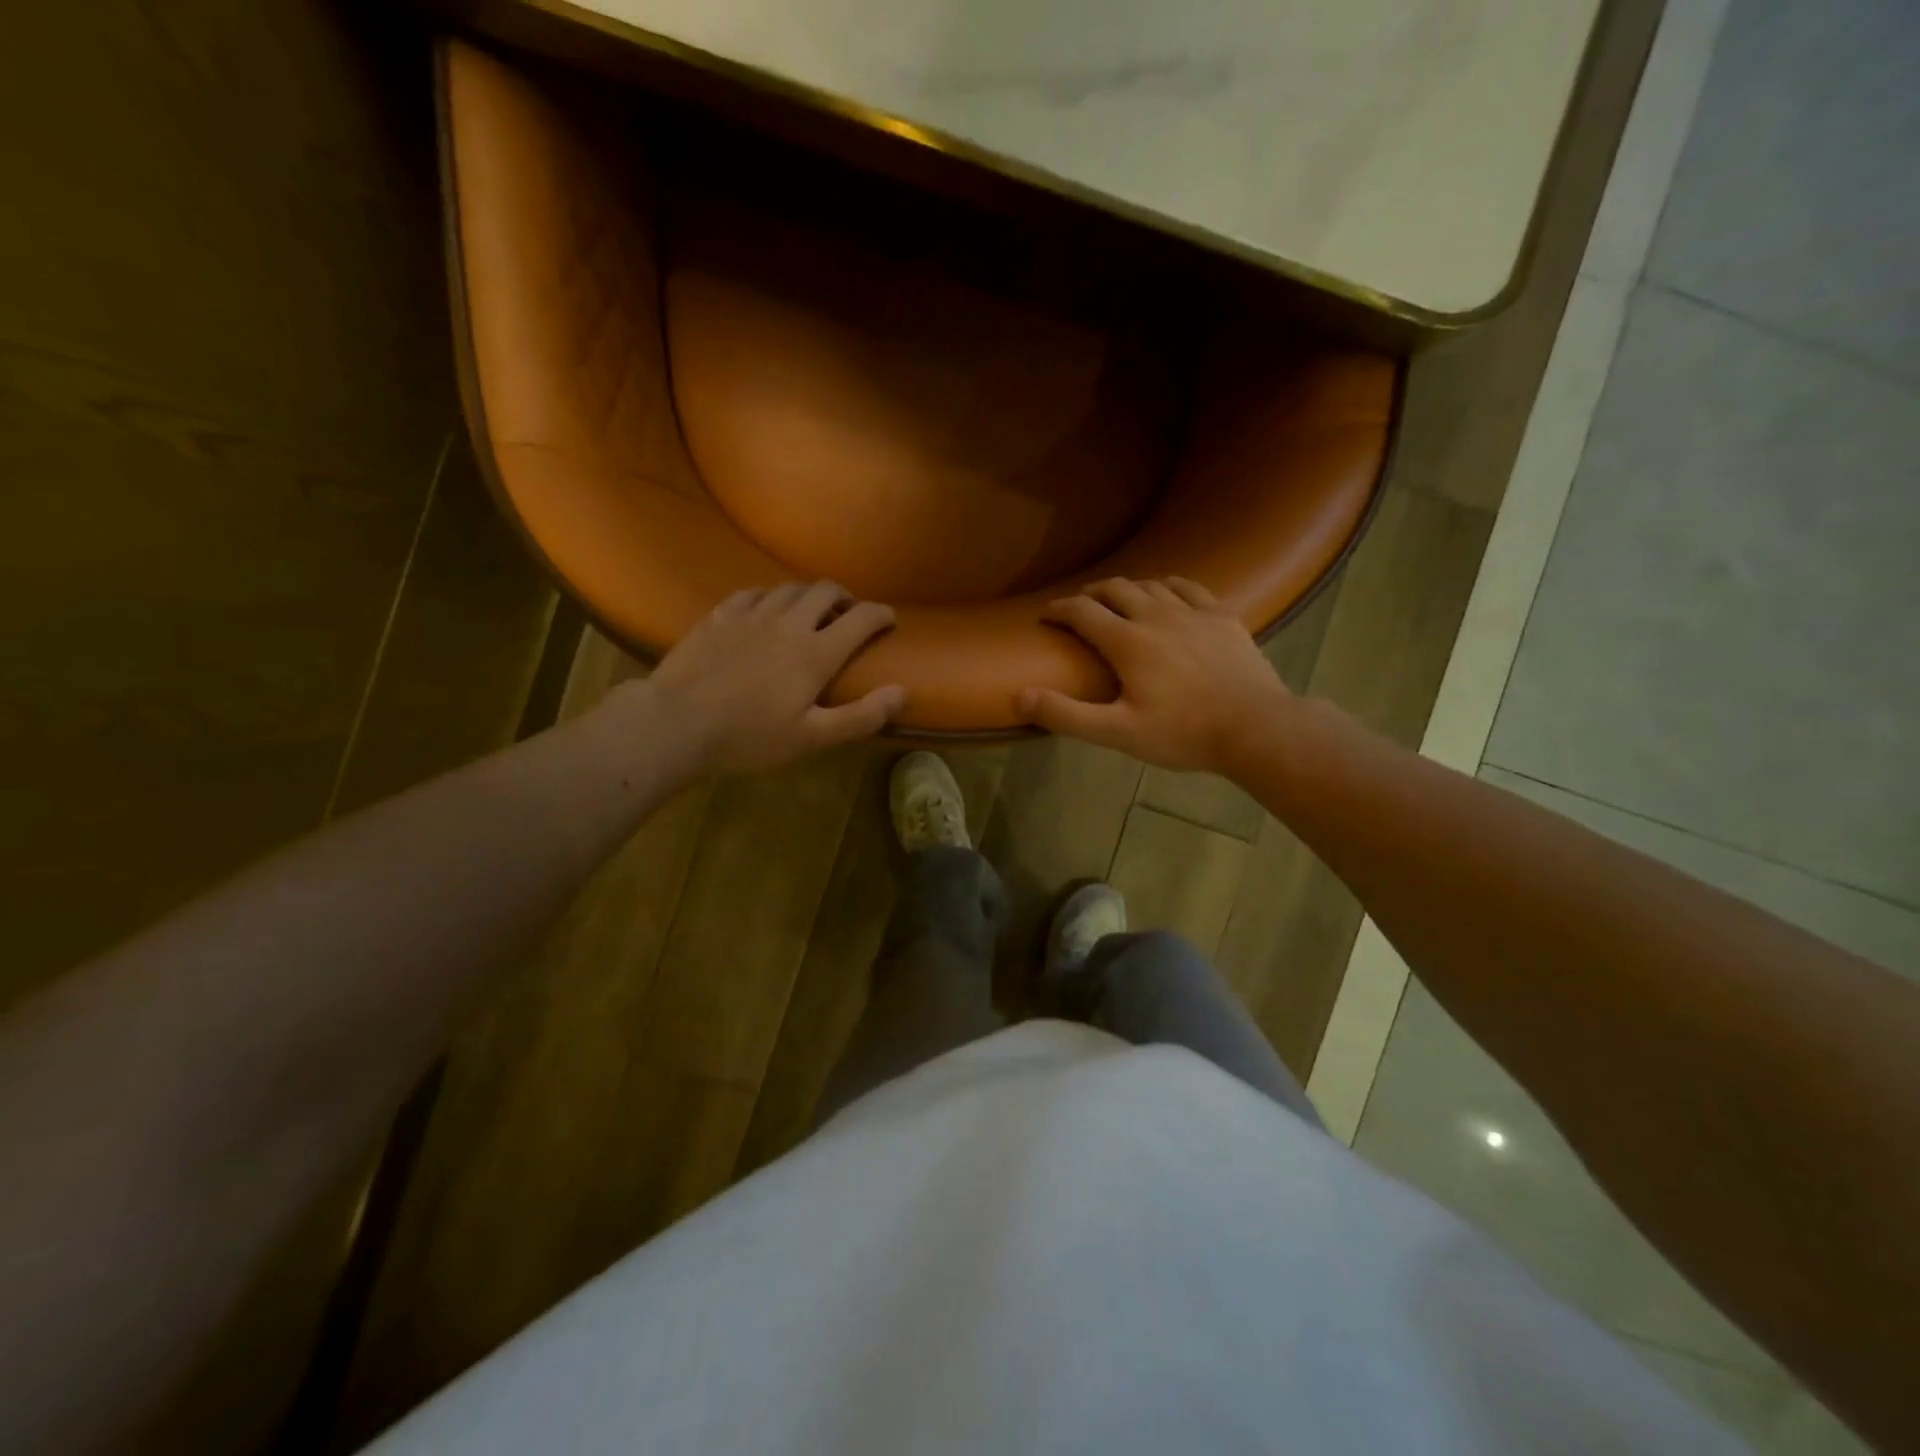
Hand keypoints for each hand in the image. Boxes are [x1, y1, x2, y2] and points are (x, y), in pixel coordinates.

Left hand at [638, 582, 904, 774]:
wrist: (676, 723)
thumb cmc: (749, 737)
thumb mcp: (811, 737)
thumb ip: (861, 716)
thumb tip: (902, 691)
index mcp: (816, 653)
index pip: (861, 619)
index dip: (881, 614)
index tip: (890, 619)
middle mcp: (788, 623)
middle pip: (825, 591)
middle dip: (845, 598)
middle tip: (849, 614)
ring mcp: (750, 615)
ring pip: (789, 588)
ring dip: (809, 595)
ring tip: (811, 611)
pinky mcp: (719, 616)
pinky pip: (752, 593)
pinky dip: (770, 596)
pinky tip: (766, 609)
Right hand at [1018, 577, 1290, 772]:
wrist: (1255, 727)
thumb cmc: (1182, 733)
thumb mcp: (1117, 733)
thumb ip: (1067, 715)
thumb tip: (1020, 696)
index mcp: (1127, 642)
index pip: (1082, 612)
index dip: (1059, 610)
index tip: (1046, 615)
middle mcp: (1156, 615)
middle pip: (1115, 589)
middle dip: (1091, 593)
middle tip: (1080, 606)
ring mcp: (1193, 612)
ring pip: (1151, 585)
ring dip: (1127, 588)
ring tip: (1118, 600)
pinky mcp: (1222, 616)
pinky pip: (1188, 587)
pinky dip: (1168, 585)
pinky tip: (1167, 593)